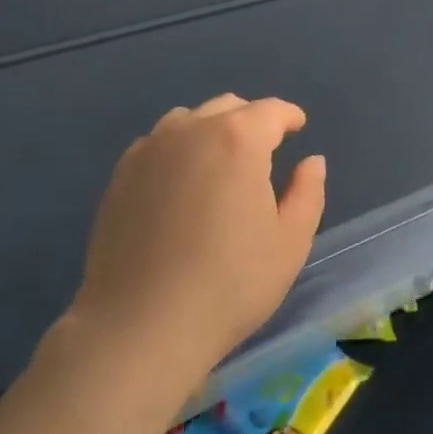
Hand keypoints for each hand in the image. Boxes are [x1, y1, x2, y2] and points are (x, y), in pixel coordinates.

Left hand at [69, 94, 325, 383]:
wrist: (140, 326)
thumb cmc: (229, 285)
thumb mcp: (289, 243)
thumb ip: (308, 193)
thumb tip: (311, 161)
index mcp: (238, 139)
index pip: (271, 111)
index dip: (289, 116)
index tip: (298, 127)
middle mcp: (192, 130)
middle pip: (229, 108)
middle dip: (252, 121)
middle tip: (264, 151)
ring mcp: (150, 149)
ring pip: (190, 120)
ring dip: (212, 131)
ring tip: (220, 165)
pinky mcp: (121, 173)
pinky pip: (158, 144)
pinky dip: (178, 150)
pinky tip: (180, 184)